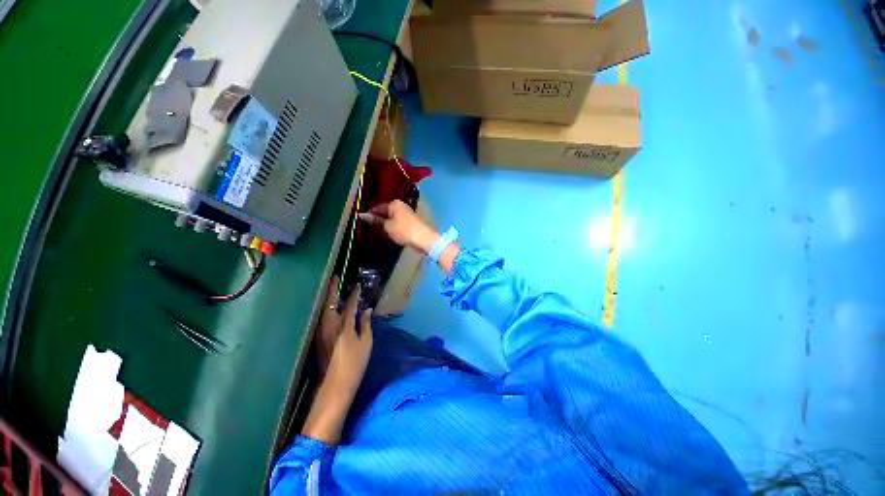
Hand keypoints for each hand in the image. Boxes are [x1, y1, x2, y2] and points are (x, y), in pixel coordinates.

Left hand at [302, 281, 372, 445]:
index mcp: (344, 326)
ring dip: (328, 298)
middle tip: (334, 278)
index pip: (350, 305)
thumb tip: (367, 310)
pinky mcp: (319, 338)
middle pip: (330, 304)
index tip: (357, 285)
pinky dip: (327, 309)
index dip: (354, 294)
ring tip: (332, 290)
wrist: (335, 384)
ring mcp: (322, 332)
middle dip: (332, 290)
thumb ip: (366, 324)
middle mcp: (330, 326)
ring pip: (324, 310)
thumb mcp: (366, 343)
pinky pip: (323, 317)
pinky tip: (331, 308)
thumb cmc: (355, 363)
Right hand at [359, 200, 438, 254]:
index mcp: (394, 204)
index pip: (377, 207)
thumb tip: (362, 215)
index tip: (361, 222)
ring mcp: (406, 213)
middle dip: (377, 220)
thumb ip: (376, 221)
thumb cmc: (404, 231)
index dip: (369, 215)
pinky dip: (391, 228)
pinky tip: (388, 234)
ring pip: (391, 218)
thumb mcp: (387, 227)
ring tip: (376, 233)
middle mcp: (400, 206)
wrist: (424, 239)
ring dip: (384, 225)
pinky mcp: (410, 222)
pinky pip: (397, 223)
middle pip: (385, 212)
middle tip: (368, 229)